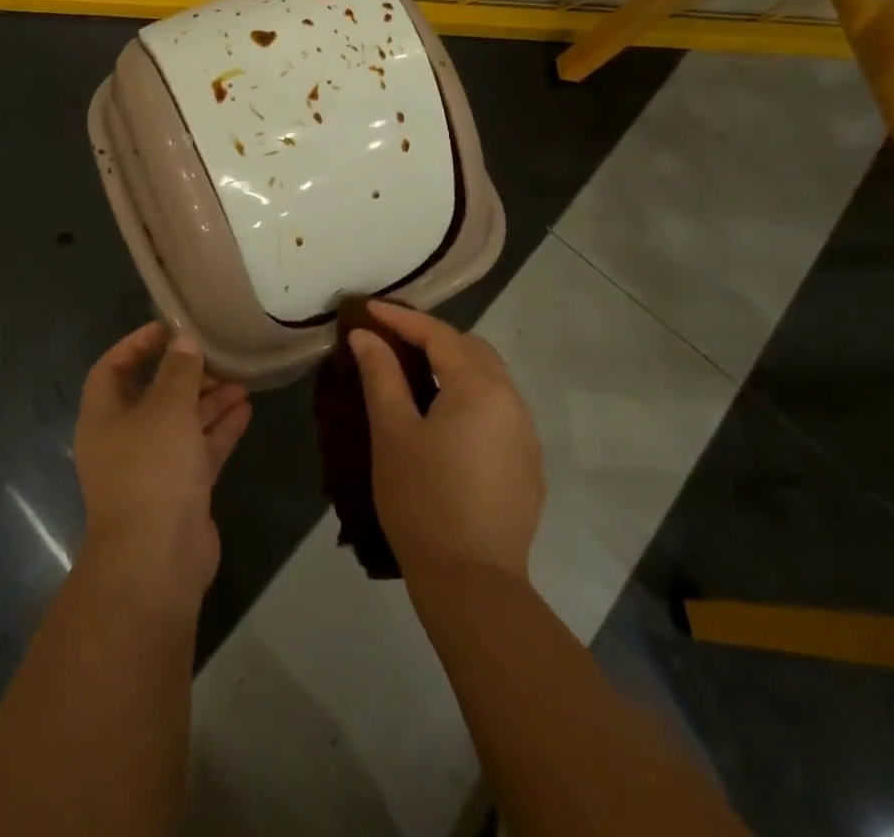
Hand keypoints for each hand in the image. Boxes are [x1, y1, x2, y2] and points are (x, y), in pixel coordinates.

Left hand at [74, 324, 251, 607]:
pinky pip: (199, 450)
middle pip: (153, 395)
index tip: (168, 328)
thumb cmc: (151, 469)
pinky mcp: (179, 491)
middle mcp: (123, 439)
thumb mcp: (167, 408)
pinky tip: (246, 409)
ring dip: (208, 401)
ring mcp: (151, 467)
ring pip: (180, 423)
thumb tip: (184, 341)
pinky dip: (219, 429)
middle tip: (216, 357)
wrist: (156, 559)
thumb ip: (179, 371)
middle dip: (185, 375)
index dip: (137, 345)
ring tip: (241, 381)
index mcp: (103, 416)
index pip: (113, 368)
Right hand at [349, 302, 543, 583]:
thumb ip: (381, 374)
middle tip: (392, 339)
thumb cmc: (423, 500)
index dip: (401, 319)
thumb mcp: (392, 432)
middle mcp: (513, 402)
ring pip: (489, 379)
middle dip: (432, 338)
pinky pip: (498, 410)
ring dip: (453, 366)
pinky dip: (469, 396)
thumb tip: (366, 335)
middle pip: (472, 350)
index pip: (439, 335)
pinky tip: (444, 418)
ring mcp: (526, 435)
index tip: (369, 309)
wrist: (473, 584)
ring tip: (414, 373)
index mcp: (481, 388)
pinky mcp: (527, 464)